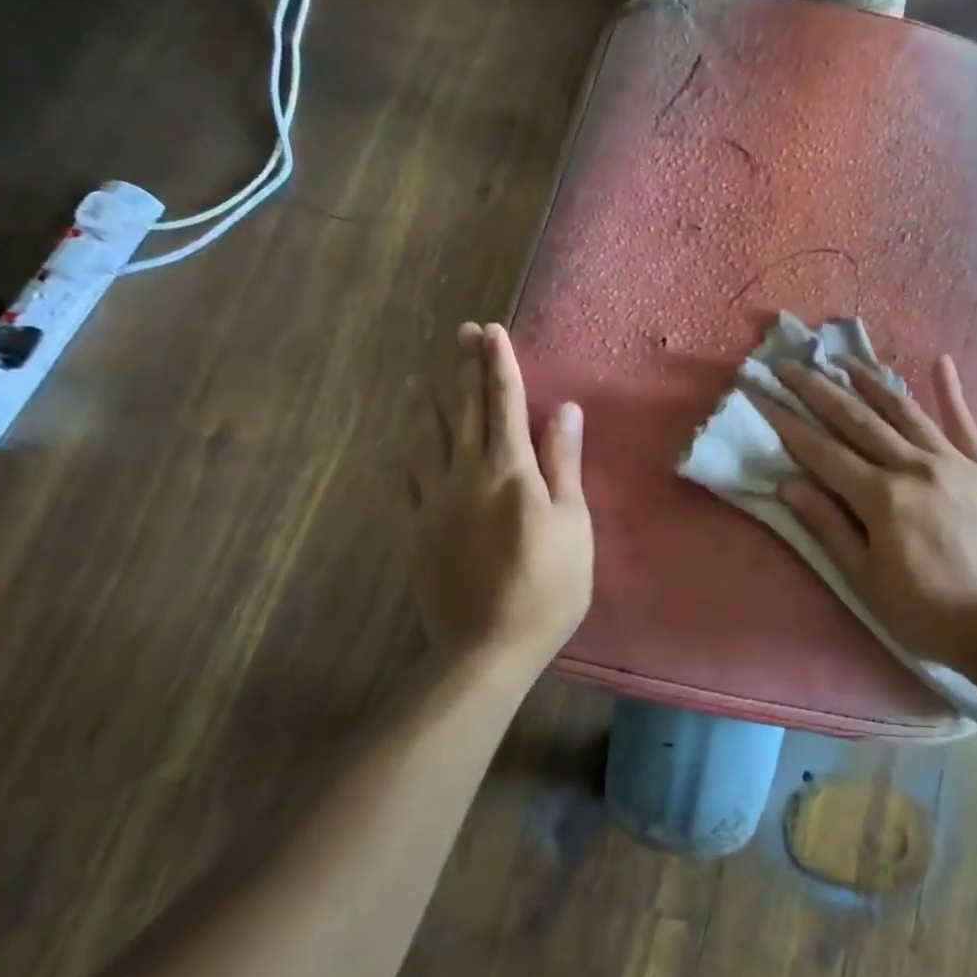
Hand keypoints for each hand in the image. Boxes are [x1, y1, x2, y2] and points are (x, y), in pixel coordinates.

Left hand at [412, 322, 592, 666]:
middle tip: (461, 333)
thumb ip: (563, 464)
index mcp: (510, 470)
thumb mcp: (572, 523)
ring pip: (430, 439)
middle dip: (465, 368)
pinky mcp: (419, 529)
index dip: (499, 364)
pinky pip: (409, 480)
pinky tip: (404, 445)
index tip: (492, 331)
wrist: (487, 645)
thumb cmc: (548, 585)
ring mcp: (436, 501)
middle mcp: (467, 474)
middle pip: (465, 410)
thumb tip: (565, 411)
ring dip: (431, 403)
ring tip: (422, 376)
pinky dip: (409, 453)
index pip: (505, 402)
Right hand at [754, 355, 976, 667]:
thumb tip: (788, 485)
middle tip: (790, 365)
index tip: (761, 396)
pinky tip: (941, 362)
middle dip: (818, 390)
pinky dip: (952, 391)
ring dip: (870, 382)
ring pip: (904, 411)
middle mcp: (914, 466)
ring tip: (844, 360)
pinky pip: (965, 423)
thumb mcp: (868, 582)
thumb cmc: (932, 614)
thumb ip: (829, 528)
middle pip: (857, 420)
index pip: (822, 452)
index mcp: (881, 497)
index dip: (787, 423)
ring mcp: (954, 461)